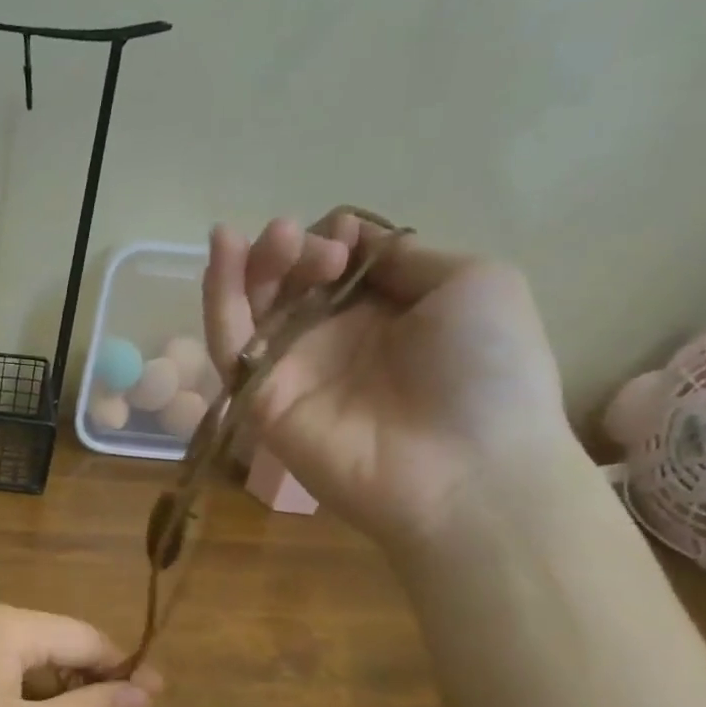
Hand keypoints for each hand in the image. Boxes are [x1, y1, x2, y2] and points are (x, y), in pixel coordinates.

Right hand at [203, 209, 573, 550]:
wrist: (468, 469)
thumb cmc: (487, 371)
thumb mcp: (472, 284)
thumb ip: (405, 258)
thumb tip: (354, 239)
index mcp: (384, 312)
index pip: (334, 265)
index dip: (333, 240)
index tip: (345, 237)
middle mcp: (333, 340)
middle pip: (287, 283)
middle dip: (291, 251)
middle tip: (311, 249)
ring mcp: (294, 371)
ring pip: (251, 309)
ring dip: (252, 266)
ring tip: (273, 239)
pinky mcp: (261, 401)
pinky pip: (230, 348)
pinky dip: (219, 300)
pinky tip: (223, 255)